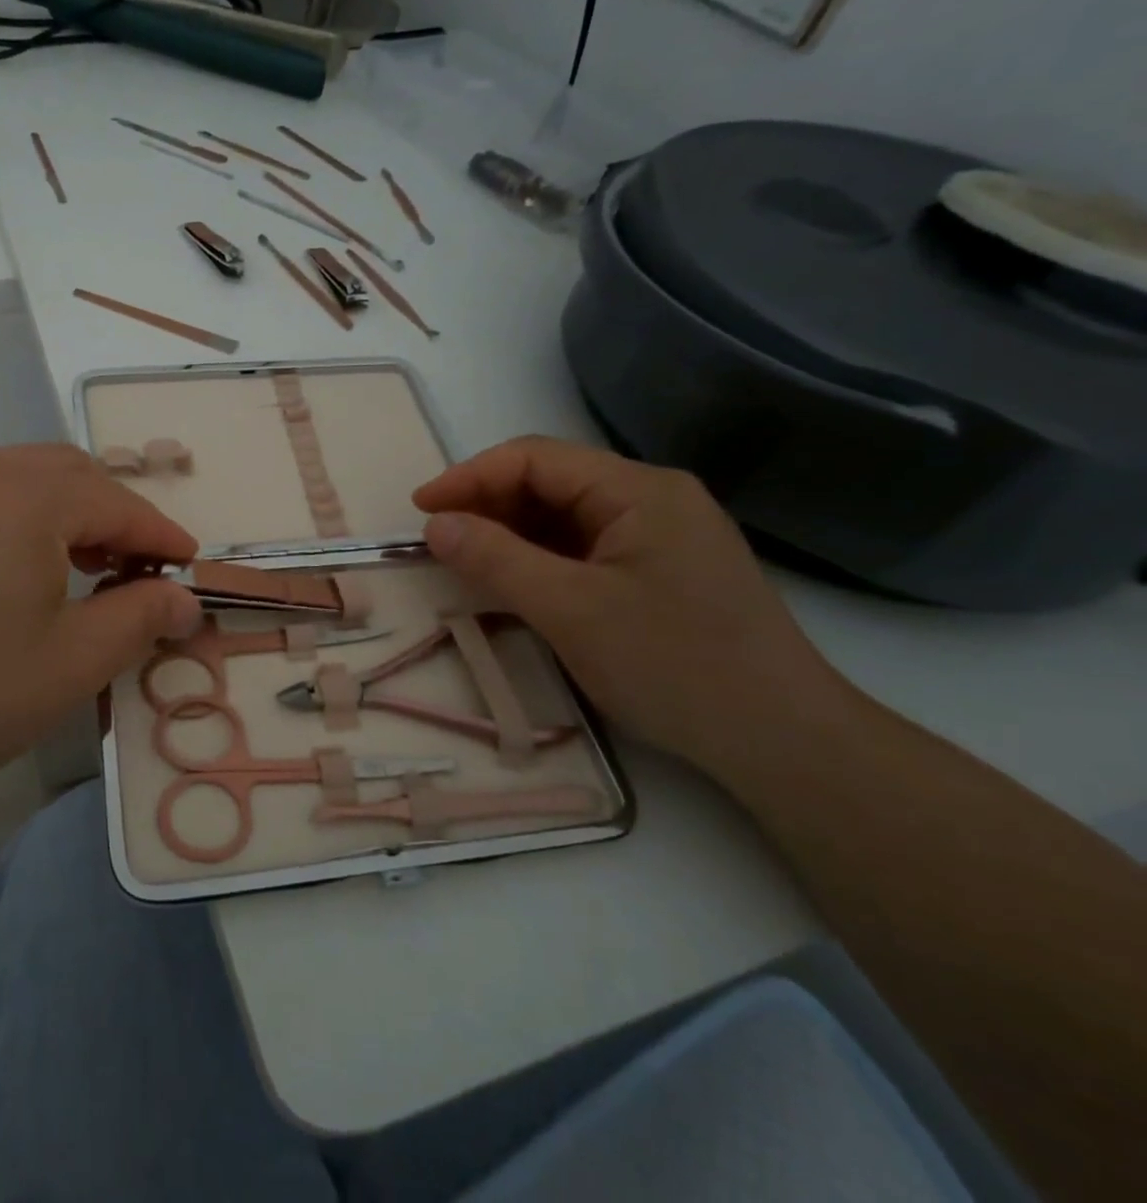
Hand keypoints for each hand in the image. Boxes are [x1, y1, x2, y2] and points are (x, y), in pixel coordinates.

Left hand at [0, 445, 202, 813]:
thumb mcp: (71, 664)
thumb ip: (140, 619)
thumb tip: (185, 600)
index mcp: (27, 495)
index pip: (117, 503)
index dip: (160, 535)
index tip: (189, 566)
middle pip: (68, 473)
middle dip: (113, 514)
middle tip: (134, 568)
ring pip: (17, 477)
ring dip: (62, 511)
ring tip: (77, 567)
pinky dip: (12, 517)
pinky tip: (7, 569)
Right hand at [413, 437, 840, 768]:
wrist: (784, 743)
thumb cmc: (675, 666)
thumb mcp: (571, 610)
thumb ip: (496, 559)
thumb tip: (435, 525)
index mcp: (640, 490)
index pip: (536, 459)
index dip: (469, 477)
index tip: (419, 510)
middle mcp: (652, 498)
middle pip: (551, 482)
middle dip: (488, 504)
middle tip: (438, 539)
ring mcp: (660, 536)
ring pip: (564, 517)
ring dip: (511, 533)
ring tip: (465, 560)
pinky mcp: (659, 571)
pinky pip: (584, 548)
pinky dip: (540, 558)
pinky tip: (513, 581)